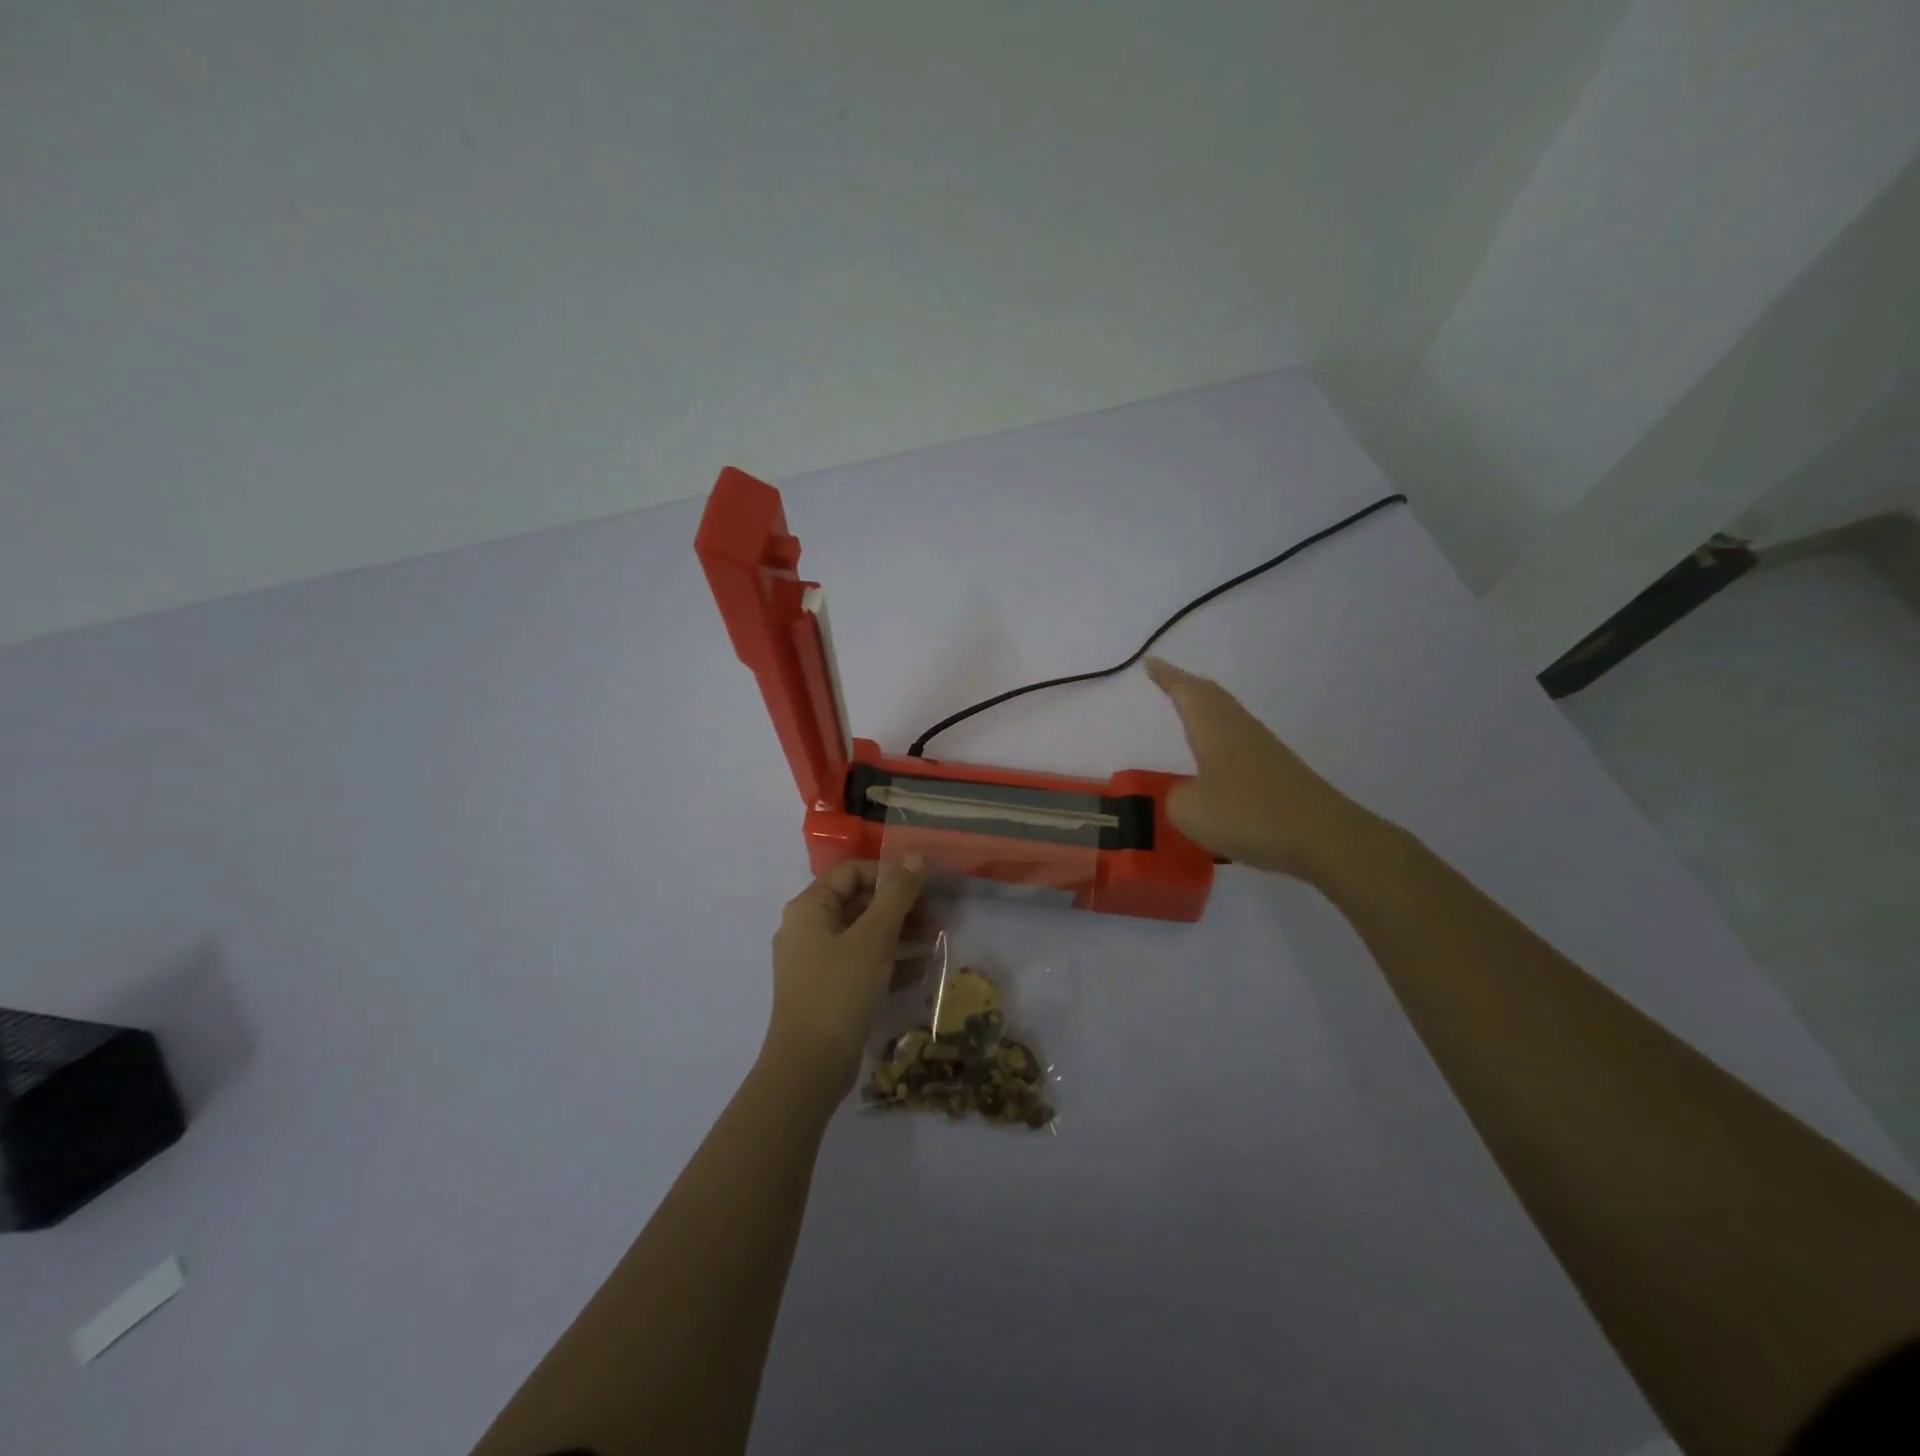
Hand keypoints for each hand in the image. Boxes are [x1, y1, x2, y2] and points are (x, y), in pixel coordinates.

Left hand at [763, 857, 927, 1102]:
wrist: (809, 1067)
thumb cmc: (840, 990)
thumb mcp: (874, 937)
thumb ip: (897, 894)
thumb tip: (915, 857)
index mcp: (809, 908)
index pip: (852, 872)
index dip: (889, 874)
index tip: (924, 888)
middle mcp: (807, 928)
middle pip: (858, 902)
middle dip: (899, 907)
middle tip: (935, 918)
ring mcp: (816, 961)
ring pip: (863, 934)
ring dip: (899, 934)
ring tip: (934, 941)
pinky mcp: (827, 990)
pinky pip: (861, 963)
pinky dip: (888, 962)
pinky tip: (920, 970)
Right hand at [1145, 657, 1381, 883]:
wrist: (1324, 837)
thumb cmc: (1249, 815)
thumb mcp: (1191, 812)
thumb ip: (1176, 798)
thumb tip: (1185, 792)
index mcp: (1215, 729)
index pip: (1186, 692)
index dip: (1166, 676)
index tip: (1149, 661)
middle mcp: (1239, 729)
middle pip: (1211, 696)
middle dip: (1186, 686)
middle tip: (1166, 679)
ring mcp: (1263, 749)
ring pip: (1228, 716)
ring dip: (1206, 708)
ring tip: (1188, 710)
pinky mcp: (1279, 772)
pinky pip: (1239, 740)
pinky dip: (1220, 736)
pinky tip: (1217, 755)